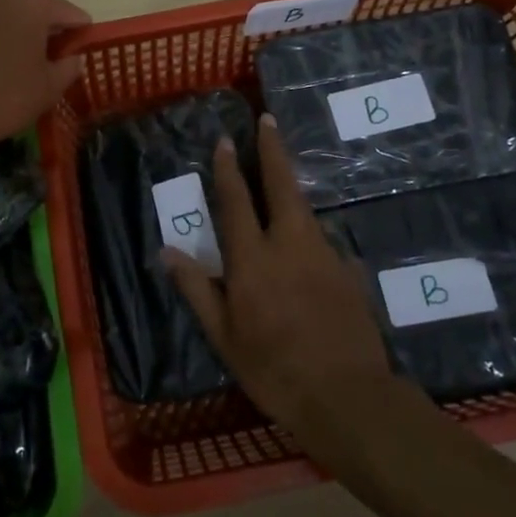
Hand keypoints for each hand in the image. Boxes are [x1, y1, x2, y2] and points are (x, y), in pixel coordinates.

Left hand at [0, 0, 89, 153]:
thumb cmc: (6, 95)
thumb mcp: (50, 86)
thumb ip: (69, 67)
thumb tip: (72, 58)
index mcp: (31, 1)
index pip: (69, 13)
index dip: (80, 33)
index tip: (83, 51)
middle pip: (37, 8)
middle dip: (48, 29)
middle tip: (57, 58)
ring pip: (8, 16)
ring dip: (20, 33)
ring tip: (27, 64)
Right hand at [164, 113, 399, 458]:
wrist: (348, 395)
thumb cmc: (274, 369)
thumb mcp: (225, 337)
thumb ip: (197, 289)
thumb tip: (167, 251)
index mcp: (252, 259)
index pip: (236, 201)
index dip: (228, 168)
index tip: (225, 140)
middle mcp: (289, 244)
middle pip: (280, 185)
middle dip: (271, 150)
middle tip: (267, 120)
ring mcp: (323, 254)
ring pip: (304, 208)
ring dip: (290, 186)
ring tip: (280, 175)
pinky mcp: (348, 269)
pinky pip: (322, 240)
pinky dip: (308, 231)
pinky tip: (306, 246)